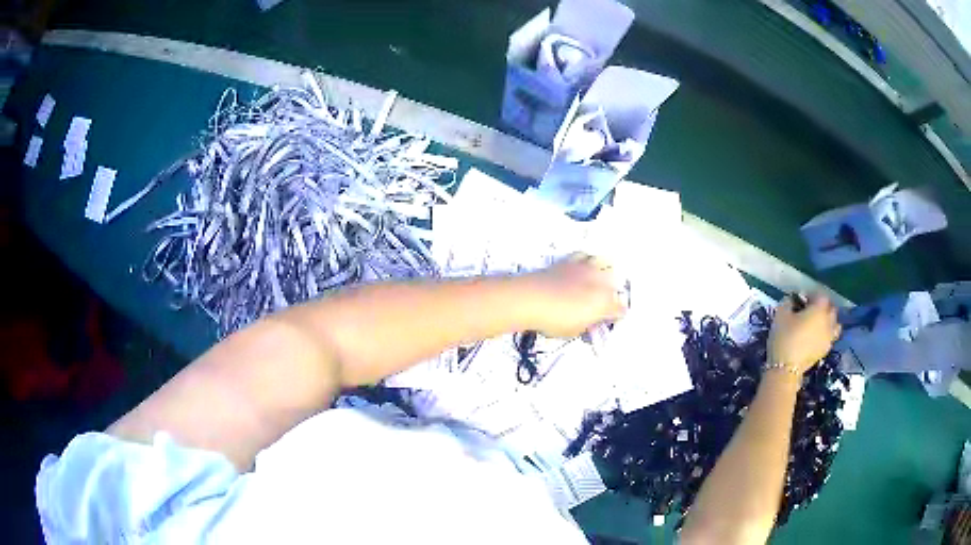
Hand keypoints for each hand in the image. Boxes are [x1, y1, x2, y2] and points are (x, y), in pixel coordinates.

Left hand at [522, 253, 626, 337]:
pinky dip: (586, 261)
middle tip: (604, 300)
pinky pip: (584, 256)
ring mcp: (585, 268)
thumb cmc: (554, 319)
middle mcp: (600, 281)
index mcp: (604, 302)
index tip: (611, 320)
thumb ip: (587, 325)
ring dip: (604, 270)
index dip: (617, 316)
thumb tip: (590, 322)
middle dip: (613, 291)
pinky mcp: (570, 261)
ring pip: (605, 262)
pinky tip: (581, 267)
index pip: (620, 309)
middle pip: (615, 283)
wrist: (531, 298)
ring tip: (598, 278)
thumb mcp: (574, 331)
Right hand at [768, 294, 840, 375]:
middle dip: (823, 306)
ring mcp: (829, 337)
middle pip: (831, 308)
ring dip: (829, 321)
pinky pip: (831, 337)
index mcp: (819, 309)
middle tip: (810, 310)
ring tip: (818, 324)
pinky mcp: (826, 350)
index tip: (802, 299)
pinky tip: (817, 337)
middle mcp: (828, 321)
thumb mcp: (780, 315)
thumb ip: (788, 302)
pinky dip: (827, 334)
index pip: (821, 295)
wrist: (786, 369)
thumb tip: (792, 300)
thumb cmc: (784, 338)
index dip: (812, 295)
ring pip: (835, 323)